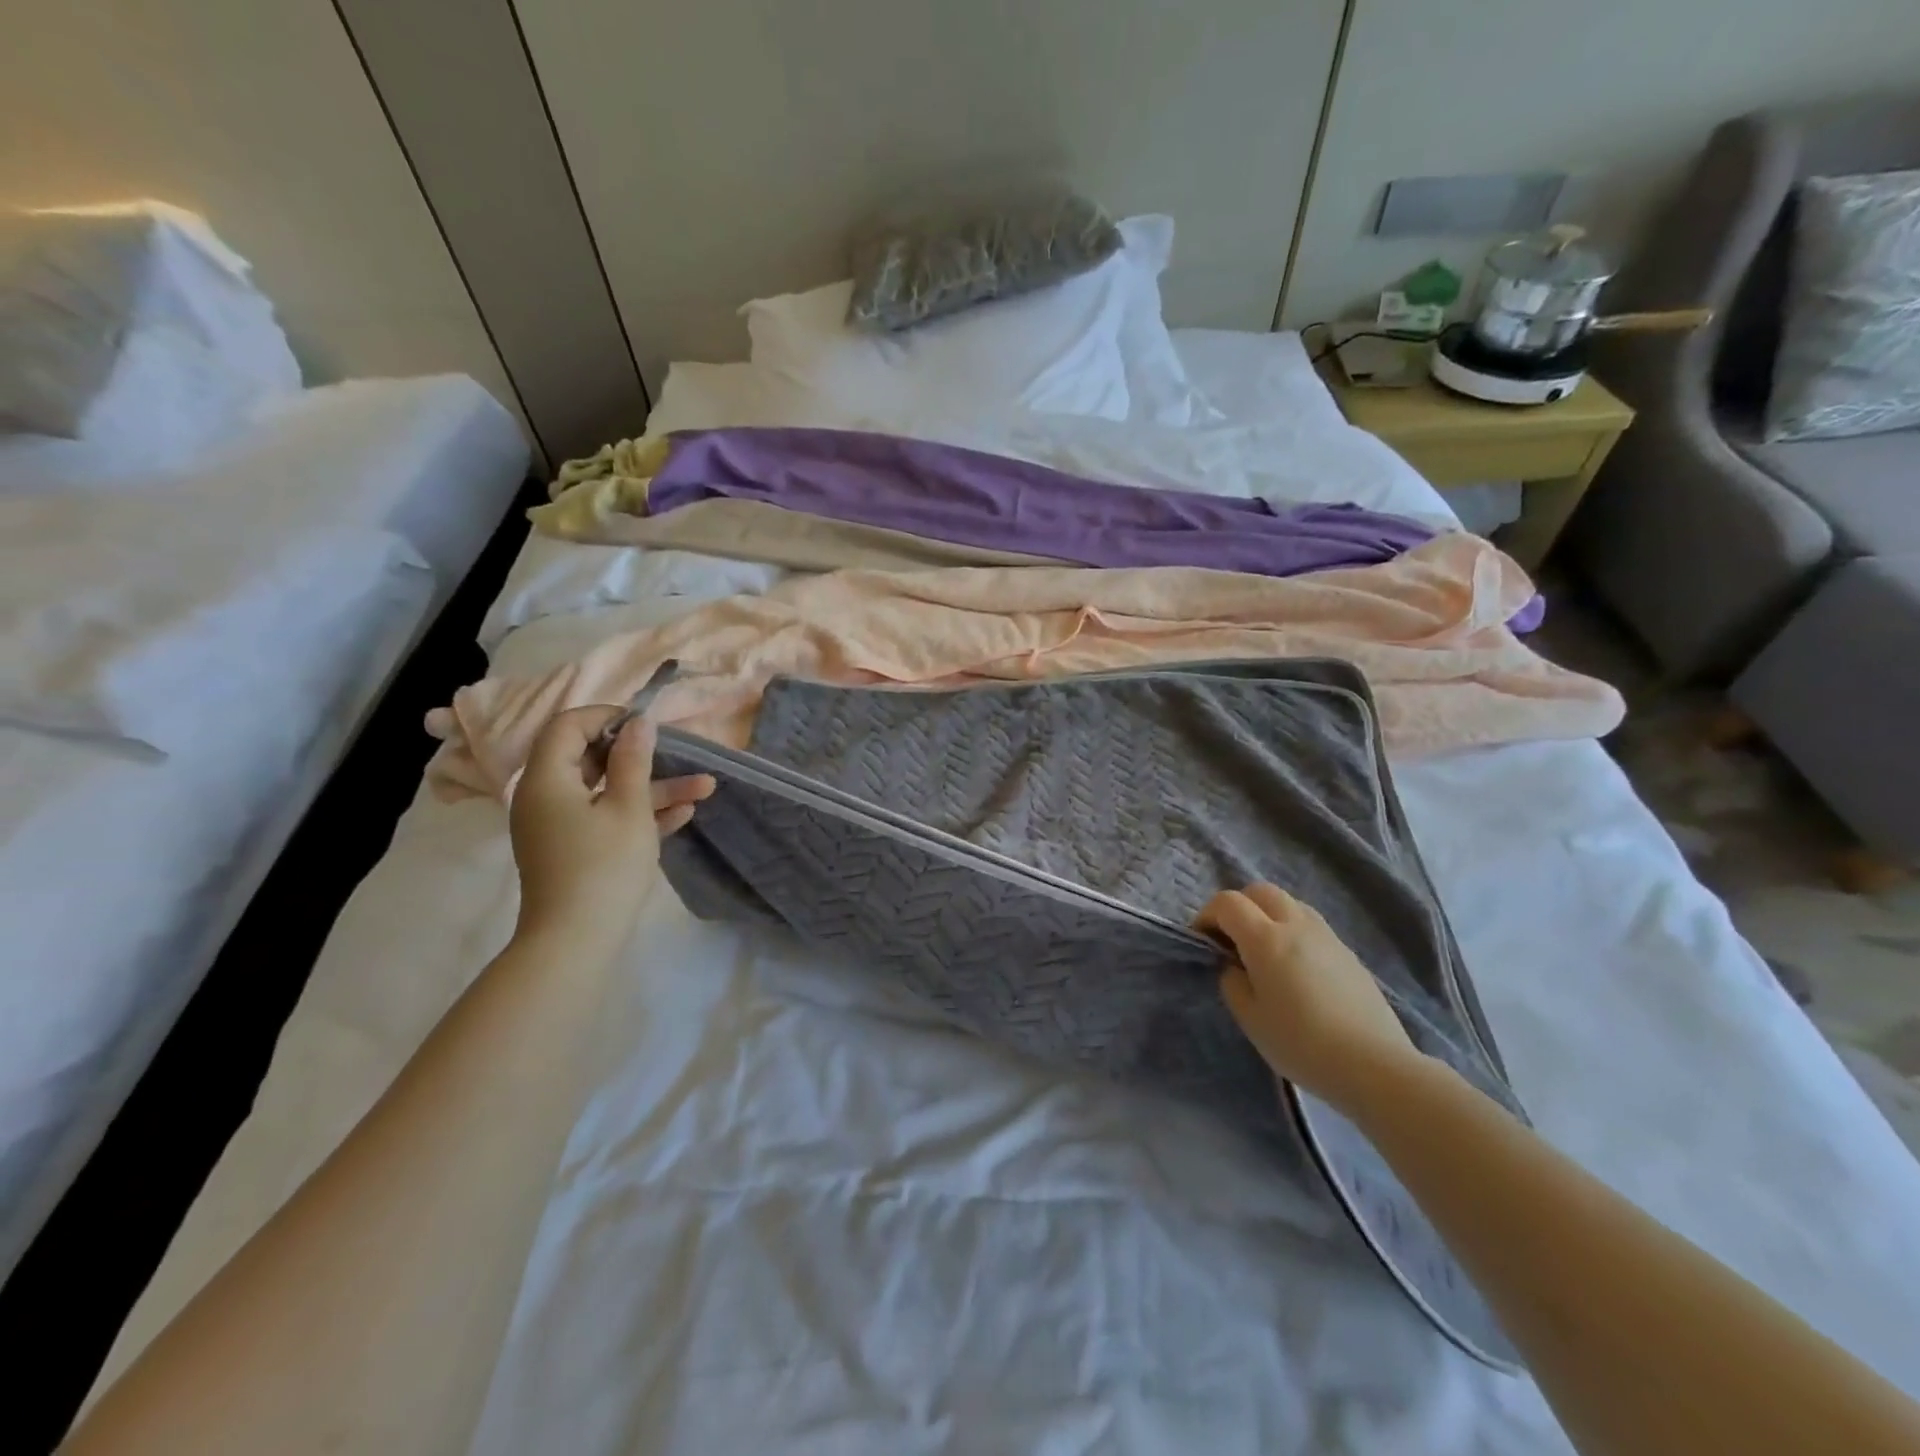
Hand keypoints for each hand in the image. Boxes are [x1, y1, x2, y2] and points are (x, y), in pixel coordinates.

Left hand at [507, 705, 714, 957]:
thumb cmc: (603, 866)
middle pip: (590, 758)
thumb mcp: (629, 807)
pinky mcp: (574, 850)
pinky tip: (684, 814)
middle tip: (675, 752)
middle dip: (641, 755)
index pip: (568, 726)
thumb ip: (634, 760)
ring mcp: (560, 826)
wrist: (576, 942)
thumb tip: (639, 722)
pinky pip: (606, 818)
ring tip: (705, 788)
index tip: (646, 726)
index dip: (607, 717)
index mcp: (548, 779)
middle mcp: (546, 797)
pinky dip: (640, 813)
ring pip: (607, 791)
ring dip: (654, 787)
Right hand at [1196, 882, 1418, 1114]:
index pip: (1228, 903)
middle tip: (1230, 939)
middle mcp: (1296, 925)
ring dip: (1268, 915)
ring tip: (1264, 951)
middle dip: (1238, 907)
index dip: (1207, 915)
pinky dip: (1293, 932)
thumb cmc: (1301, 1043)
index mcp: (1266, 939)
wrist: (1374, 1065)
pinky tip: (1296, 968)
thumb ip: (1232, 982)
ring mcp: (1327, 936)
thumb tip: (1235, 966)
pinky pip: (1311, 926)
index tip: (1202, 940)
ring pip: (1290, 904)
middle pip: (1260, 892)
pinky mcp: (1348, 953)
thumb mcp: (1250, 1018)